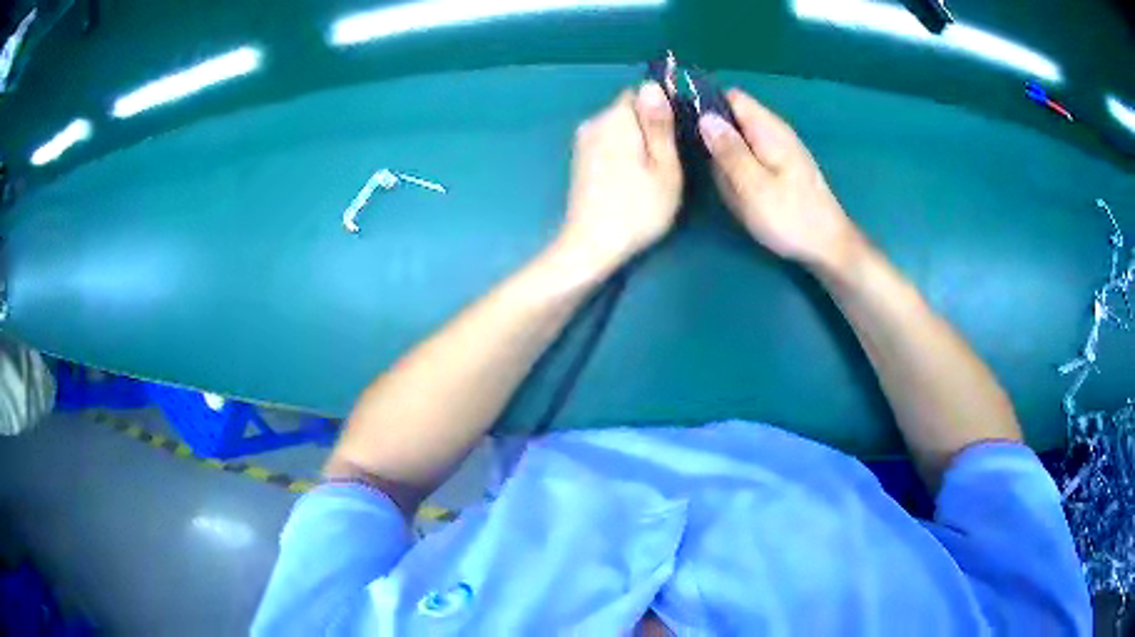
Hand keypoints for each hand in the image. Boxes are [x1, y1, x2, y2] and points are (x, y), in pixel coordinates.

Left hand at [558, 83, 682, 272]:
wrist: (592, 245)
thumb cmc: (638, 208)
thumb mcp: (664, 166)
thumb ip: (659, 123)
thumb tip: (653, 84)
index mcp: (616, 118)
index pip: (641, 93)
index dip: (662, 110)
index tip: (675, 137)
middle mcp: (594, 122)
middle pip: (629, 111)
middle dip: (649, 127)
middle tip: (666, 162)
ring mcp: (582, 142)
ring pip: (619, 128)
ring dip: (636, 142)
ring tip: (650, 174)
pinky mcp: (579, 160)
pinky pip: (607, 143)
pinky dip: (621, 154)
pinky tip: (629, 180)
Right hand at [699, 89, 862, 271]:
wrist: (828, 247)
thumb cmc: (790, 217)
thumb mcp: (752, 186)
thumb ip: (728, 150)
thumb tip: (704, 116)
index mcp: (769, 129)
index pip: (732, 97)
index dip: (705, 102)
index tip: (682, 120)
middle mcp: (775, 132)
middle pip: (735, 117)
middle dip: (713, 132)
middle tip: (694, 158)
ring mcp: (780, 150)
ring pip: (740, 140)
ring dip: (724, 155)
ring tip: (716, 179)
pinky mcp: (782, 168)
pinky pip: (751, 158)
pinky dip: (738, 168)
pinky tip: (734, 189)